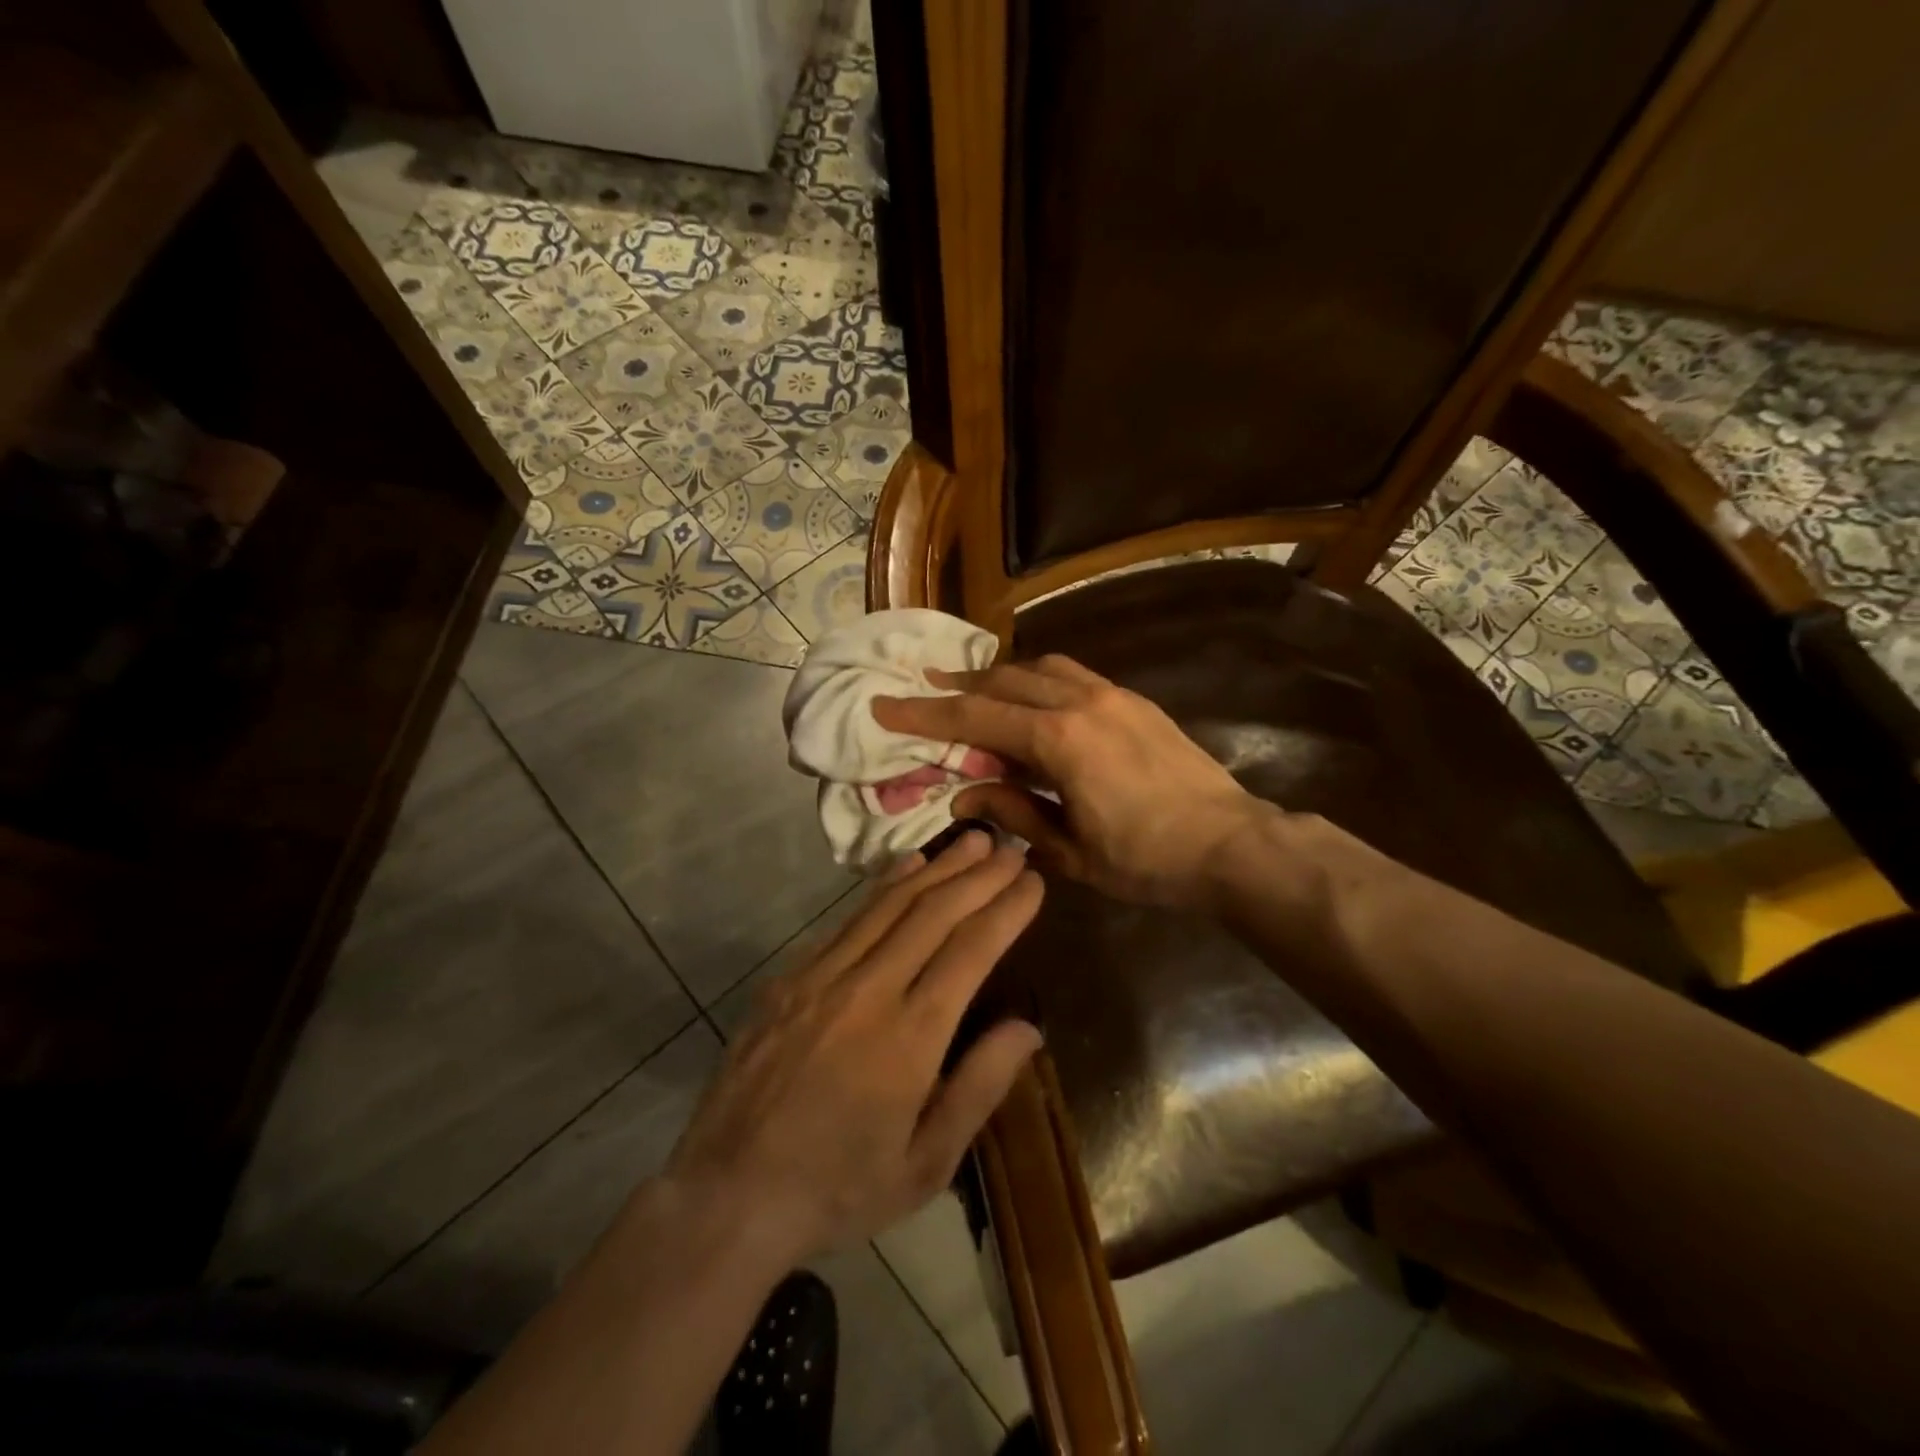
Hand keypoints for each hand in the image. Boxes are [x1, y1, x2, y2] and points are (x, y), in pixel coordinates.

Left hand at [661, 833, 1043, 1267]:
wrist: (728, 1195)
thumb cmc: (839, 1189)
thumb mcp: (925, 1165)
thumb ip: (979, 1088)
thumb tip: (1028, 1028)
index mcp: (910, 1038)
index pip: (971, 951)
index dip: (1006, 910)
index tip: (1034, 881)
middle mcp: (868, 991)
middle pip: (934, 914)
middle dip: (979, 876)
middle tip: (1012, 849)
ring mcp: (822, 976)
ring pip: (890, 905)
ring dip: (938, 869)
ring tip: (973, 842)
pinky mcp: (790, 977)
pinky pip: (848, 920)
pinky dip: (884, 887)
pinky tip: (908, 868)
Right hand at [873, 656, 1266, 909]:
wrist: (1231, 844)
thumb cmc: (1147, 861)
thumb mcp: (1069, 850)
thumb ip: (1013, 812)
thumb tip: (964, 795)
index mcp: (1059, 740)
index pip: (975, 717)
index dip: (924, 712)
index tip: (884, 705)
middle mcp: (1081, 702)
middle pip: (1003, 681)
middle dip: (958, 687)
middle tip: (923, 692)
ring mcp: (1112, 695)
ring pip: (1039, 667)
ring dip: (999, 677)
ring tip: (972, 692)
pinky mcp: (1134, 700)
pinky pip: (1071, 674)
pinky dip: (1037, 680)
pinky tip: (1030, 702)